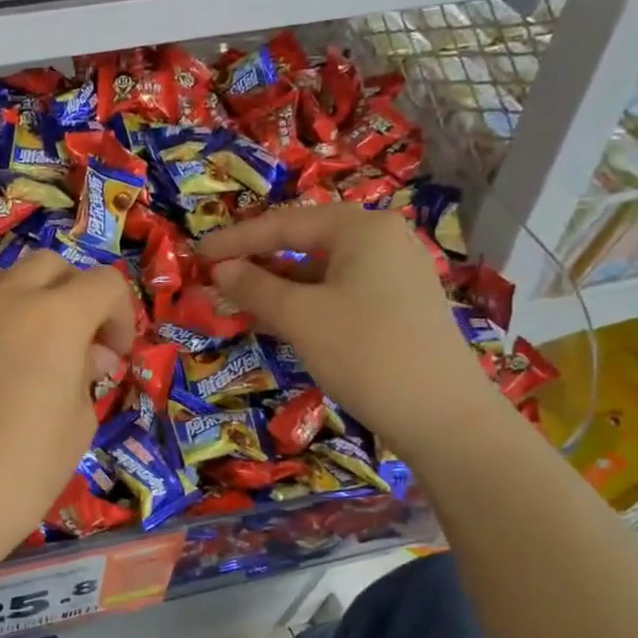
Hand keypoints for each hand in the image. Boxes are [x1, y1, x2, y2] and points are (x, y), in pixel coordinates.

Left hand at [0, 251, 135, 585]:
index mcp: (54, 316)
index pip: (104, 283)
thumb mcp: (76, 426)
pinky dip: (0, 316)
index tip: (116, 356)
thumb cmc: (19, 472)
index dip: (121, 314)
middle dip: (77, 295)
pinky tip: (2, 364)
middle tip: (83, 344)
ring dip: (34, 298)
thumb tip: (88, 355)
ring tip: (40, 348)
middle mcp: (6, 299)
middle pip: (52, 266)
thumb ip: (85, 376)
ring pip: (8, 277)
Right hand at [199, 204, 501, 462]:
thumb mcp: (301, 318)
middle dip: (257, 260)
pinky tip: (277, 320)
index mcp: (360, 228)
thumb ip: (255, 288)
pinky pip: (339, 291)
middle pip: (305, 240)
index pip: (284, 223)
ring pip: (321, 269)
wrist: (441, 414)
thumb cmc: (365, 352)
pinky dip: (304, 301)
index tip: (197, 255)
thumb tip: (220, 271)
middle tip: (216, 276)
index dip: (235, 240)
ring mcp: (394, 273)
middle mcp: (381, 240)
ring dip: (278, 284)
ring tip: (238, 299)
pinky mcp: (398, 305)